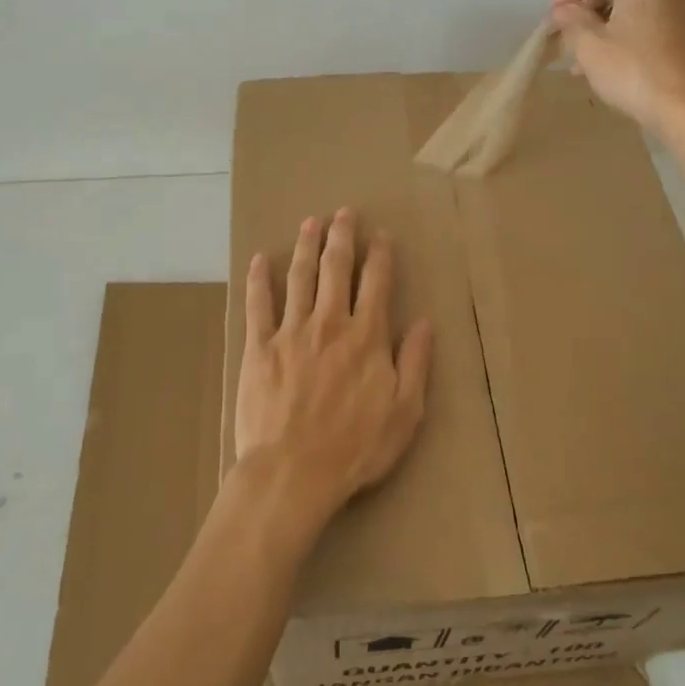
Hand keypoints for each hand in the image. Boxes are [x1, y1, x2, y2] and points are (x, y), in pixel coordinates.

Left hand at [234, 209, 432, 533]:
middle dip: (342, 236)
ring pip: (300, 277)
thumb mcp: (405, 412)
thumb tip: (425, 321)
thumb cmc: (355, 447)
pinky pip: (259, 305)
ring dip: (307, 246)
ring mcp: (291, 332)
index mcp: (366, 336)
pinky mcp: (259, 348)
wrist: (293, 472)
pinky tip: (261, 259)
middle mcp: (330, 323)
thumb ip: (416, 362)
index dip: (380, 254)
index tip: (381, 234)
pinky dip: (260, 280)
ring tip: (310, 221)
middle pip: (336, 268)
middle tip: (343, 213)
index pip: (376, 283)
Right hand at [550, 0, 684, 136]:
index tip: (554, 15)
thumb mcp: (590, 45)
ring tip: (586, 46)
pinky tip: (612, 51)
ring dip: (610, 12)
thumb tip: (563, 10)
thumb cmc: (633, 70)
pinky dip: (632, 21)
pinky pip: (655, 8)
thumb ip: (571, 20)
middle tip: (573, 23)